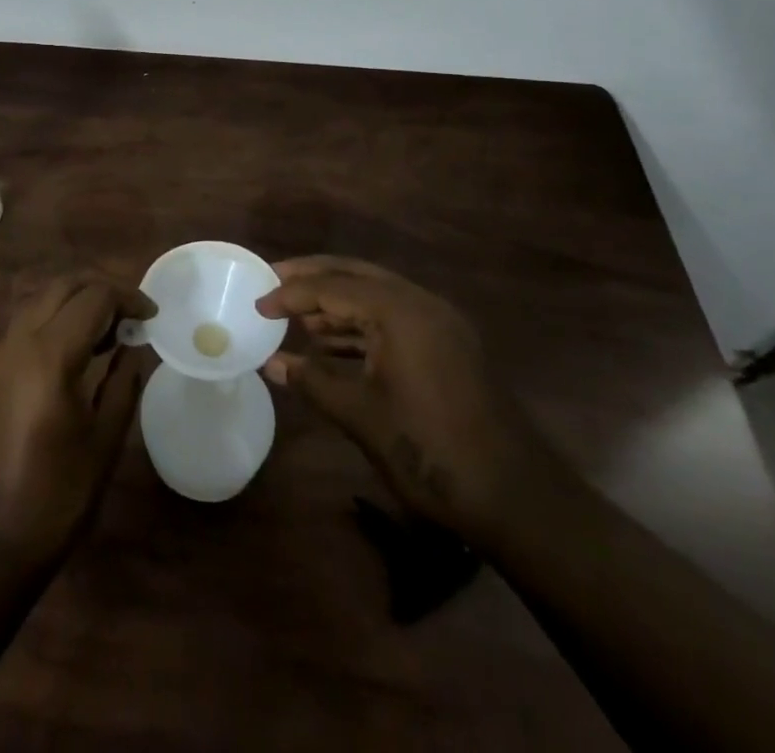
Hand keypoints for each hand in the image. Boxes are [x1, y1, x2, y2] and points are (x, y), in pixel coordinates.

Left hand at [0, 275, 154, 566]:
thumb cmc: (56, 496)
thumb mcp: (104, 440)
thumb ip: (123, 383)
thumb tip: (134, 347)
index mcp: (50, 356)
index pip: (94, 298)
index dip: (128, 298)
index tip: (152, 315)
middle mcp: (18, 342)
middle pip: (63, 286)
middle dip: (100, 290)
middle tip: (131, 315)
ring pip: (40, 301)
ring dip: (75, 302)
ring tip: (107, 333)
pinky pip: (25, 326)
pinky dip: (53, 321)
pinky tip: (74, 354)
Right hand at [257, 255, 552, 546]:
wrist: (517, 499)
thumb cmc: (430, 452)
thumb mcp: (362, 415)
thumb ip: (313, 382)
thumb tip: (271, 364)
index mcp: (400, 311)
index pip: (333, 287)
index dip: (291, 294)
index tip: (257, 304)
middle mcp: (422, 304)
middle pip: (356, 275)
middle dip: (314, 278)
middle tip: (274, 280)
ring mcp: (440, 324)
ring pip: (377, 296)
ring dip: (338, 303)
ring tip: (297, 317)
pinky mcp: (449, 346)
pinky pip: (395, 319)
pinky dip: (362, 325)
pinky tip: (334, 344)